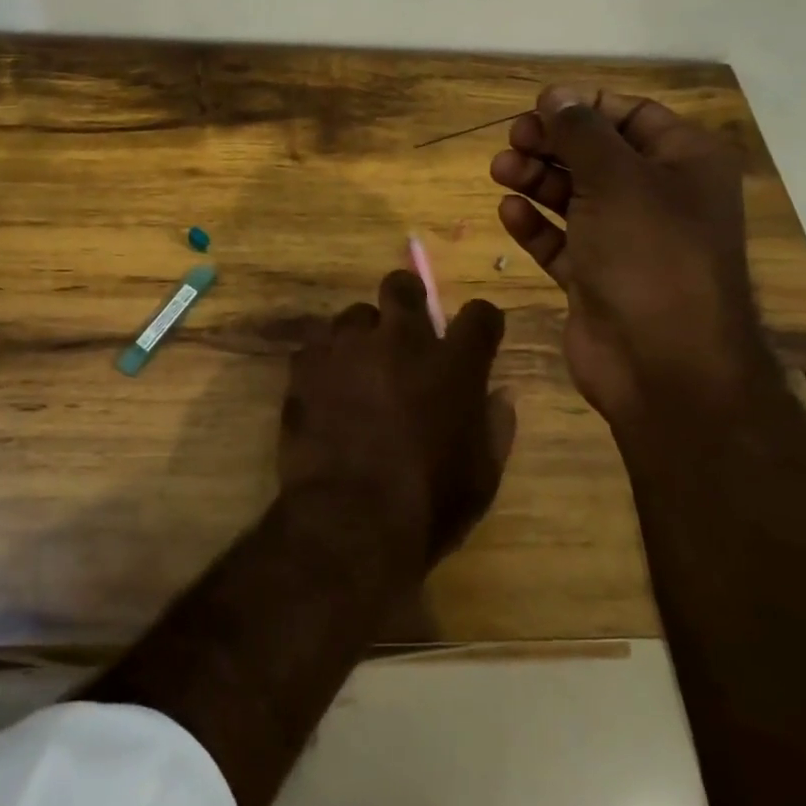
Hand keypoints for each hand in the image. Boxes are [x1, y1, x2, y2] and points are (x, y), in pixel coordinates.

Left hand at [280, 271, 514, 565]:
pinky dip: (325, 361)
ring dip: (361, 336)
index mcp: (454, 364)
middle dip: (407, 299)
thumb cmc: (428, 503)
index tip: (475, 336)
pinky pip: (317, 345)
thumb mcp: (481, 475)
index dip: (480, 322)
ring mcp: (348, 347)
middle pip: (402, 287)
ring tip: (358, 369)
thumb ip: (494, 426)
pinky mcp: (306, 364)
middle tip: (404, 328)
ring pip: (354, 315)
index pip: (479, 315)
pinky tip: (326, 389)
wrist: (350, 518)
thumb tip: (499, 394)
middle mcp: (400, 341)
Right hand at [490, 86, 761, 424]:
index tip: (537, 107)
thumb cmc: (650, 255)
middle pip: (597, 155)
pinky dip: (536, 225)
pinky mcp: (596, 277)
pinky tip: (509, 213)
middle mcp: (658, 198)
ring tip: (500, 171)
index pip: (632, 115)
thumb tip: (556, 95)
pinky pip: (561, 241)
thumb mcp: (616, 179)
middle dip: (552, 144)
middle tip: (512, 141)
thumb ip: (581, 132)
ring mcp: (626, 241)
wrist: (662, 363)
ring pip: (574, 197)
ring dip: (536, 181)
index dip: (584, 107)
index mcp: (684, 164)